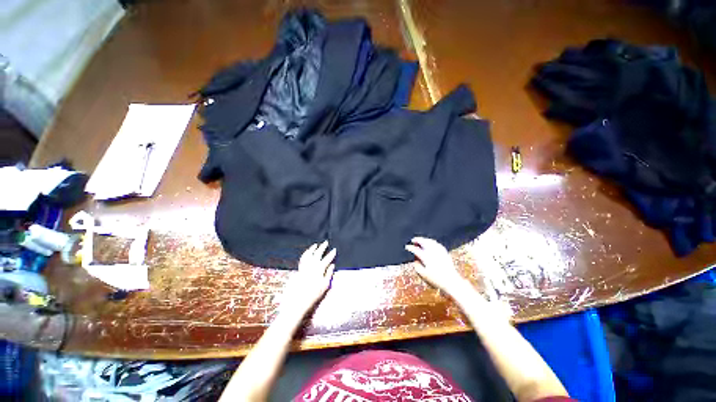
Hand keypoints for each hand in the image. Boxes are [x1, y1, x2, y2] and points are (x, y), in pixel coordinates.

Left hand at [280, 241, 335, 314]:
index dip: (331, 254)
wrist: (298, 301)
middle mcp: (311, 266)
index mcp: (319, 269)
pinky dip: (305, 254)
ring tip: (316, 245)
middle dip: (322, 247)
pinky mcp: (299, 270)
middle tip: (326, 242)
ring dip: (313, 249)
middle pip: (318, 253)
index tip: (334, 249)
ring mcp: (305, 267)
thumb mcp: (325, 285)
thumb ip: (329, 274)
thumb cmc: (314, 295)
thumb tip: (332, 265)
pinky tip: (307, 253)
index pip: (327, 259)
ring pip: (309, 254)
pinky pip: (302, 259)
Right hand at [405, 237, 473, 298]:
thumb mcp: (423, 275)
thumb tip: (415, 258)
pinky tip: (430, 243)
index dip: (410, 247)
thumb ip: (417, 266)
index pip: (416, 250)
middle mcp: (432, 252)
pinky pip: (436, 243)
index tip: (407, 247)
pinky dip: (431, 241)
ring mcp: (439, 251)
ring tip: (420, 240)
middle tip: (413, 240)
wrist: (451, 281)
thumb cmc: (436, 280)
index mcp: (426, 257)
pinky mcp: (445, 252)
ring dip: (424, 239)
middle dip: (417, 240)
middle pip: (424, 242)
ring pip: (430, 241)